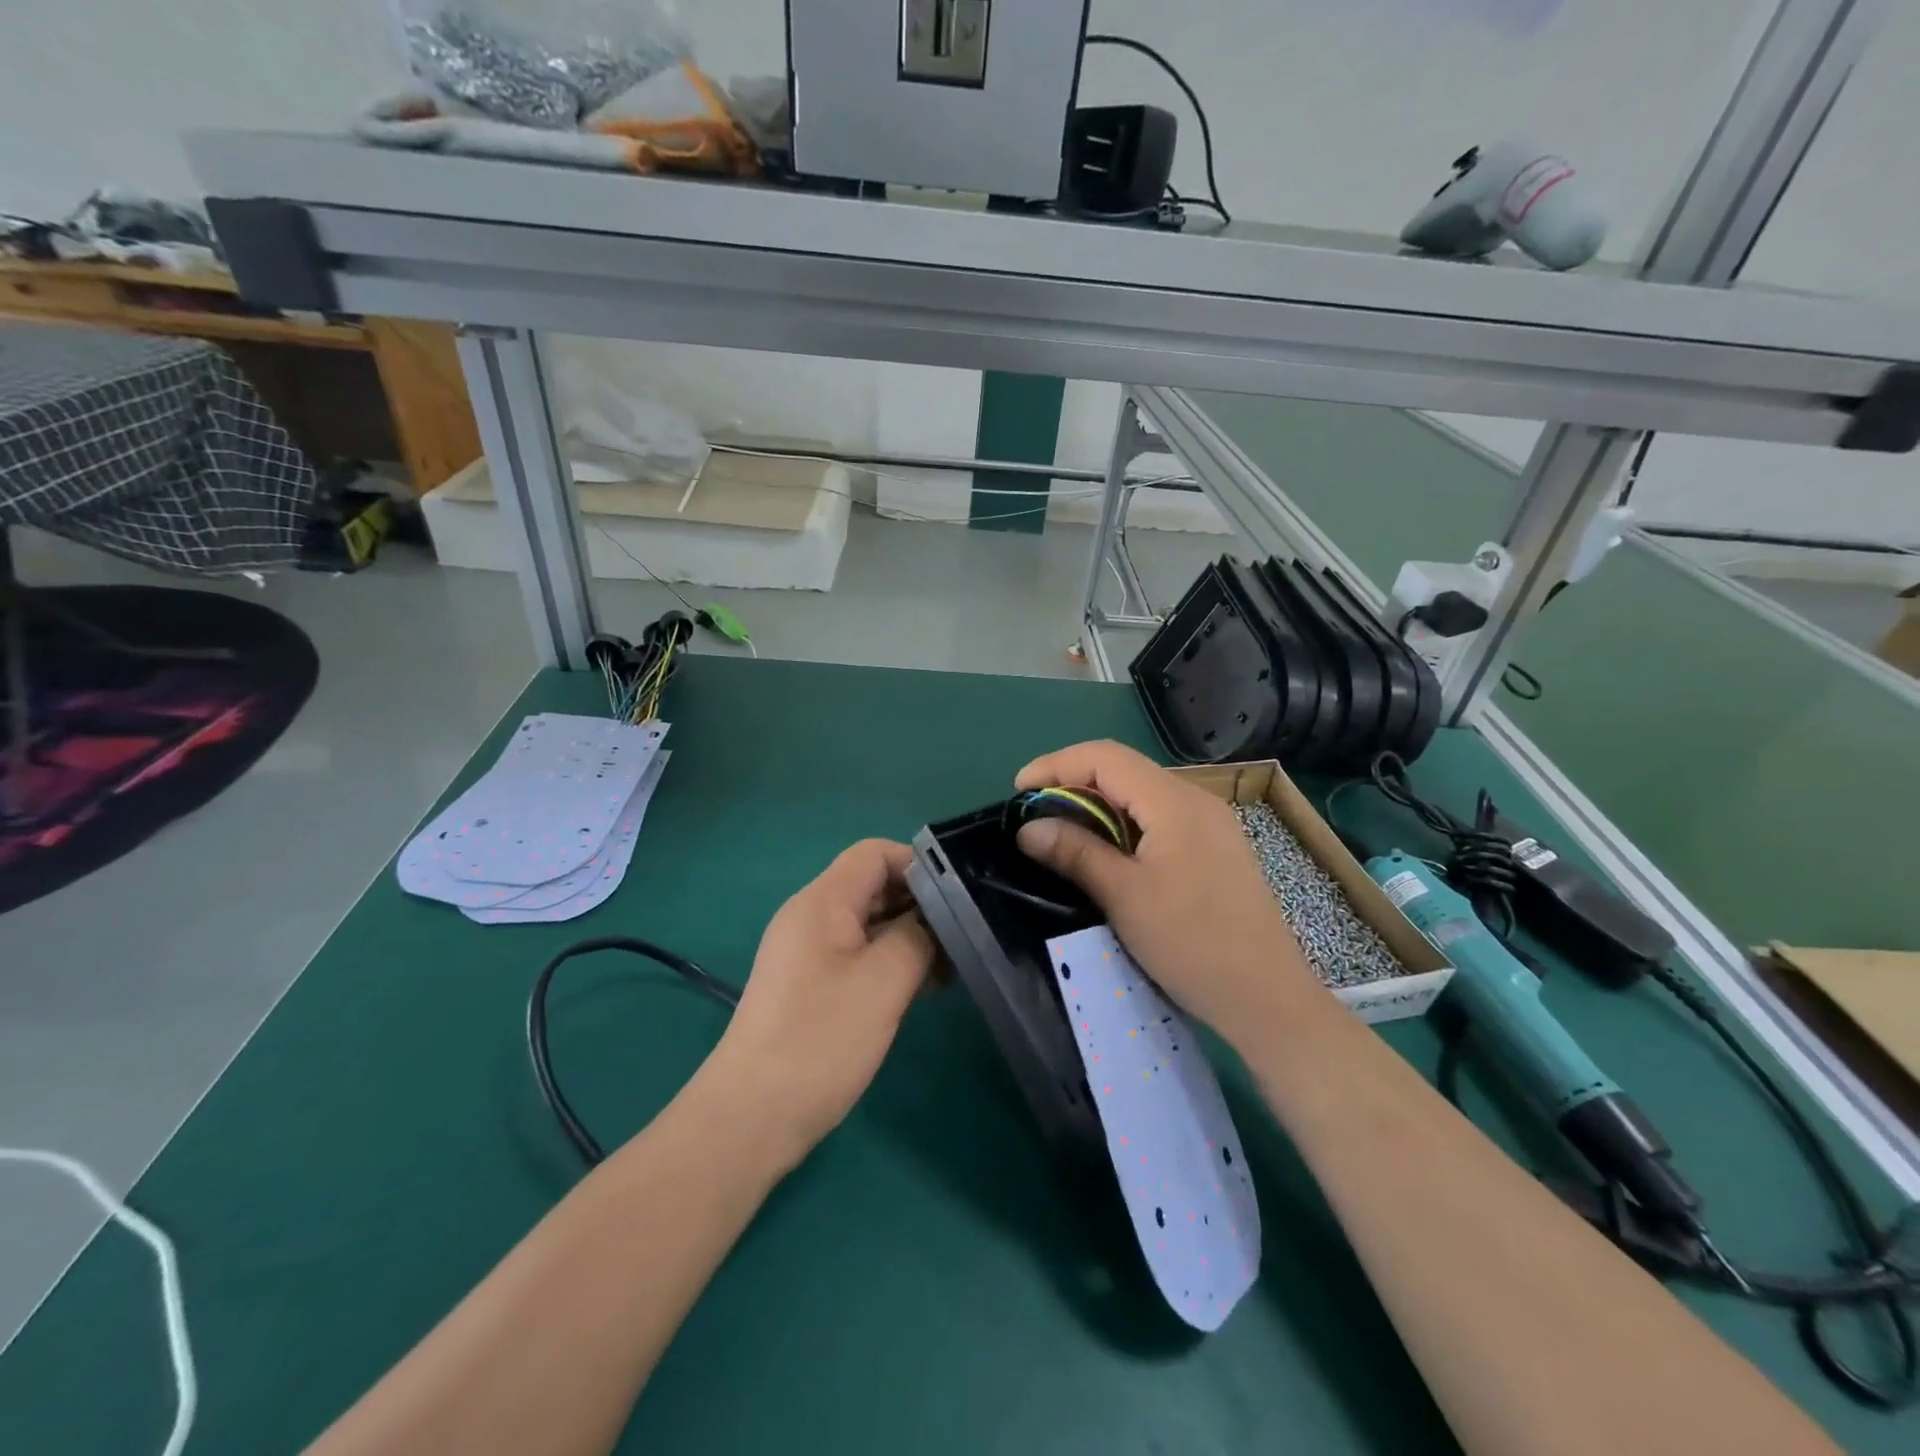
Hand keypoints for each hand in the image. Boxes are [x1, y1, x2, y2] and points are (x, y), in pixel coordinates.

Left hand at [708, 839, 934, 1170]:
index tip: (959, 895)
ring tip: (958, 961)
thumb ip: (918, 935)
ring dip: (913, 935)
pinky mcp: (816, 986)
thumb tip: (940, 914)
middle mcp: (814, 917)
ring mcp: (813, 953)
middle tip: (968, 930)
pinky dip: (896, 961)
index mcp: (822, 902)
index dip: (918, 864)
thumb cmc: (819, 1041)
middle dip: (922, 902)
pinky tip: (930, 985)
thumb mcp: (883, 982)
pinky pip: (863, 955)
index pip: (875, 853)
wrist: (752, 1117)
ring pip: (873, 923)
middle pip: (875, 885)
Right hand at [1015, 741, 1322, 1048]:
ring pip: (1141, 794)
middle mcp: (1196, 800)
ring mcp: (1210, 824)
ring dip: (1097, 805)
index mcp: (1175, 801)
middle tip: (1035, 814)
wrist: (1268, 998)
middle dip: (1073, 782)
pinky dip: (1123, 824)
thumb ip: (1076, 853)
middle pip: (1124, 770)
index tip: (1019, 791)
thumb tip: (1027, 827)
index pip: (1105, 757)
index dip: (1056, 764)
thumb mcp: (1125, 896)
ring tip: (1062, 832)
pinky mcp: (1214, 848)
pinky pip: (1159, 818)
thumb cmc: (1192, 943)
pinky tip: (1107, 852)